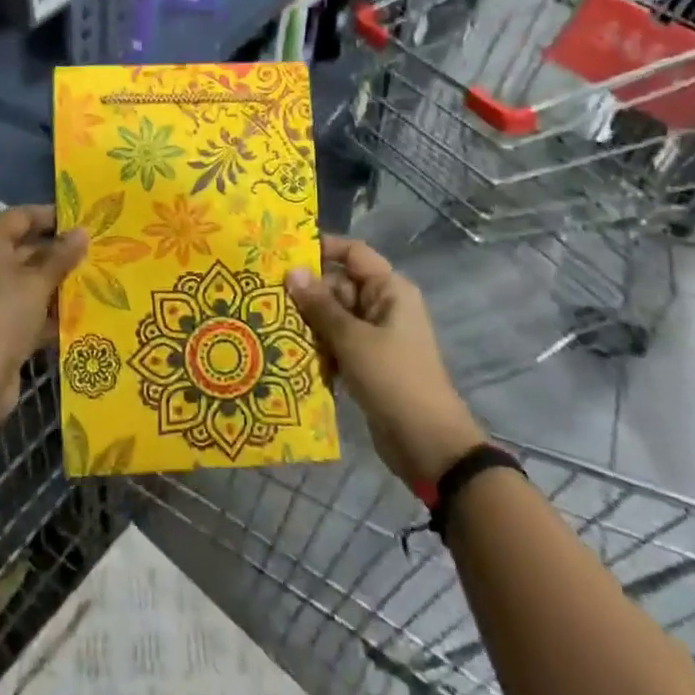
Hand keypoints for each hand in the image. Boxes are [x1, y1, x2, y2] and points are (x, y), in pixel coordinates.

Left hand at [0, 206, 86, 428]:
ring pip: (29, 280)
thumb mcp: (37, 281)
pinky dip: (51, 309)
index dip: (50, 216)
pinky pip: (29, 308)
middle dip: (59, 251)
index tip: (83, 220)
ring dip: (59, 281)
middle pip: (25, 248)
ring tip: (97, 278)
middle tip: (96, 250)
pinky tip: (83, 310)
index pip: (19, 217)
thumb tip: (83, 231)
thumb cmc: (3, 315)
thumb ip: (61, 255)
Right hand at [286, 237, 484, 486]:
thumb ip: (320, 305)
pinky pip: (336, 341)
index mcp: (389, 290)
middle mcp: (383, 306)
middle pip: (338, 284)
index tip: (283, 254)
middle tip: (265, 295)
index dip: (321, 248)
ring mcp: (375, 335)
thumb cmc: (394, 379)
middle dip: (306, 292)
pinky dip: (317, 345)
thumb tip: (291, 271)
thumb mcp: (352, 339)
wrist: (428, 445)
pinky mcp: (366, 361)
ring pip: (333, 315)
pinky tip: (287, 352)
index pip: (353, 253)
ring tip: (268, 322)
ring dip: (307, 321)